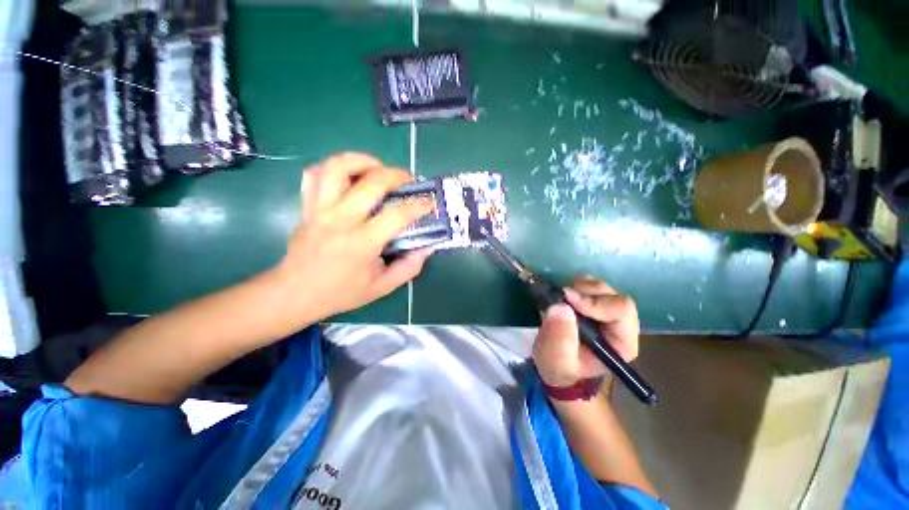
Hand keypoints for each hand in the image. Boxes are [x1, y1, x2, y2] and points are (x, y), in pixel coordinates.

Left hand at [266, 153, 433, 331]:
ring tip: (378, 169)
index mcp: (362, 242)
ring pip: (337, 167)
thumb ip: (409, 267)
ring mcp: (319, 209)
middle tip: (409, 181)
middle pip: (372, 181)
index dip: (419, 206)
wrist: (294, 294)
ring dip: (362, 161)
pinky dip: (332, 169)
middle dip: (397, 175)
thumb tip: (427, 247)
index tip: (429, 204)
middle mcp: (340, 219)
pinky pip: (314, 175)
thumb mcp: (382, 287)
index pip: (397, 214)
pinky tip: (348, 177)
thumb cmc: (341, 293)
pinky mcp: (306, 206)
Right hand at [532, 275, 639, 387]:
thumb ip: (560, 338)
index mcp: (621, 341)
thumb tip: (561, 306)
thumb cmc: (560, 366)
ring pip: (600, 286)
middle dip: (584, 293)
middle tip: (562, 298)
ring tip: (561, 301)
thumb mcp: (558, 360)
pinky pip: (588, 282)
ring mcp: (606, 309)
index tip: (568, 300)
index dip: (596, 302)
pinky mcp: (593, 300)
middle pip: (612, 295)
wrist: (554, 361)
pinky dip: (574, 285)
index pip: (622, 310)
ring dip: (577, 288)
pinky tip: (564, 298)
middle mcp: (620, 323)